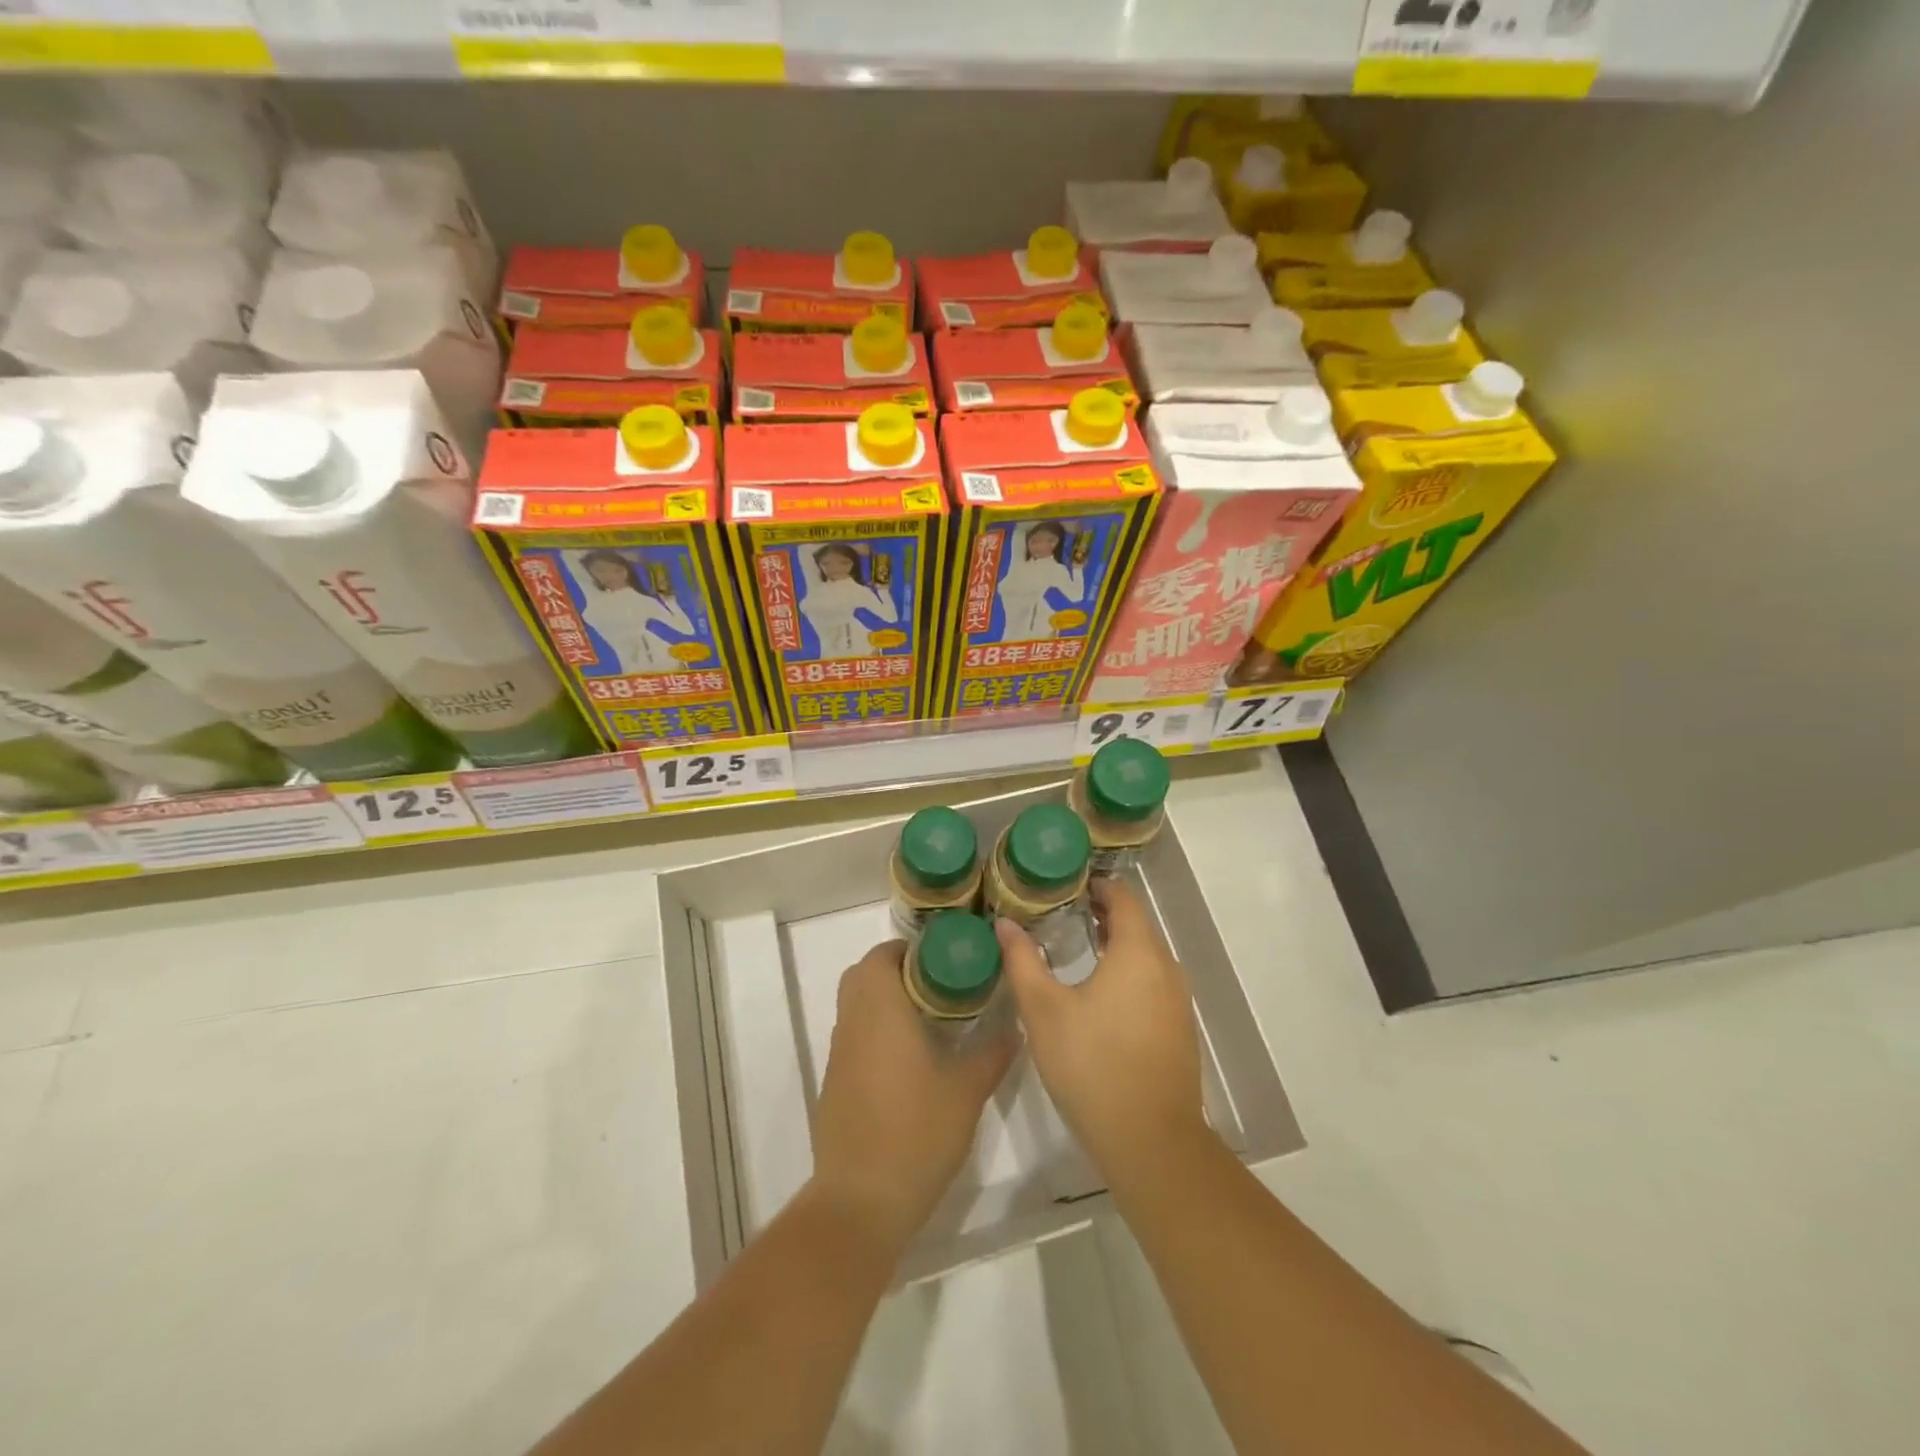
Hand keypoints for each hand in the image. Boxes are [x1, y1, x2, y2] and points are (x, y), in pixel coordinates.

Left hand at [810, 941, 1015, 1254]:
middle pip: (864, 975)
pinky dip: (876, 1032)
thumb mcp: (967, 1091)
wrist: (861, 1200)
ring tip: (930, 1021)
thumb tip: (1015, 1029)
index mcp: (879, 1008)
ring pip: (856, 1007)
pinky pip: (854, 1038)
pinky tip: (909, 1062)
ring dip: (885, 1002)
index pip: (883, 955)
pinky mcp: (834, 1084)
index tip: (945, 961)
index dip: (911, 950)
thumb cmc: (916, 1131)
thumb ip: (992, 1053)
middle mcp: (852, 1022)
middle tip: (940, 987)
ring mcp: (838, 1055)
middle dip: (898, 971)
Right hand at [997, 880, 1207, 1176]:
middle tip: (1063, 912)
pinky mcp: (1178, 1029)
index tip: (1066, 885)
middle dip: (1103, 913)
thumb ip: (1023, 961)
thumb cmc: (1092, 1064)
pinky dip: (1129, 971)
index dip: (1097, 885)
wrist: (1150, 1141)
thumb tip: (1005, 923)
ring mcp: (1177, 1001)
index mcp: (1138, 952)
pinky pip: (1153, 981)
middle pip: (1137, 924)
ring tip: (1077, 946)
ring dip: (1116, 943)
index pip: (1123, 898)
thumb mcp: (1044, 1010)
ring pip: (1147, 955)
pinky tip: (1100, 992)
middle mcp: (1166, 968)